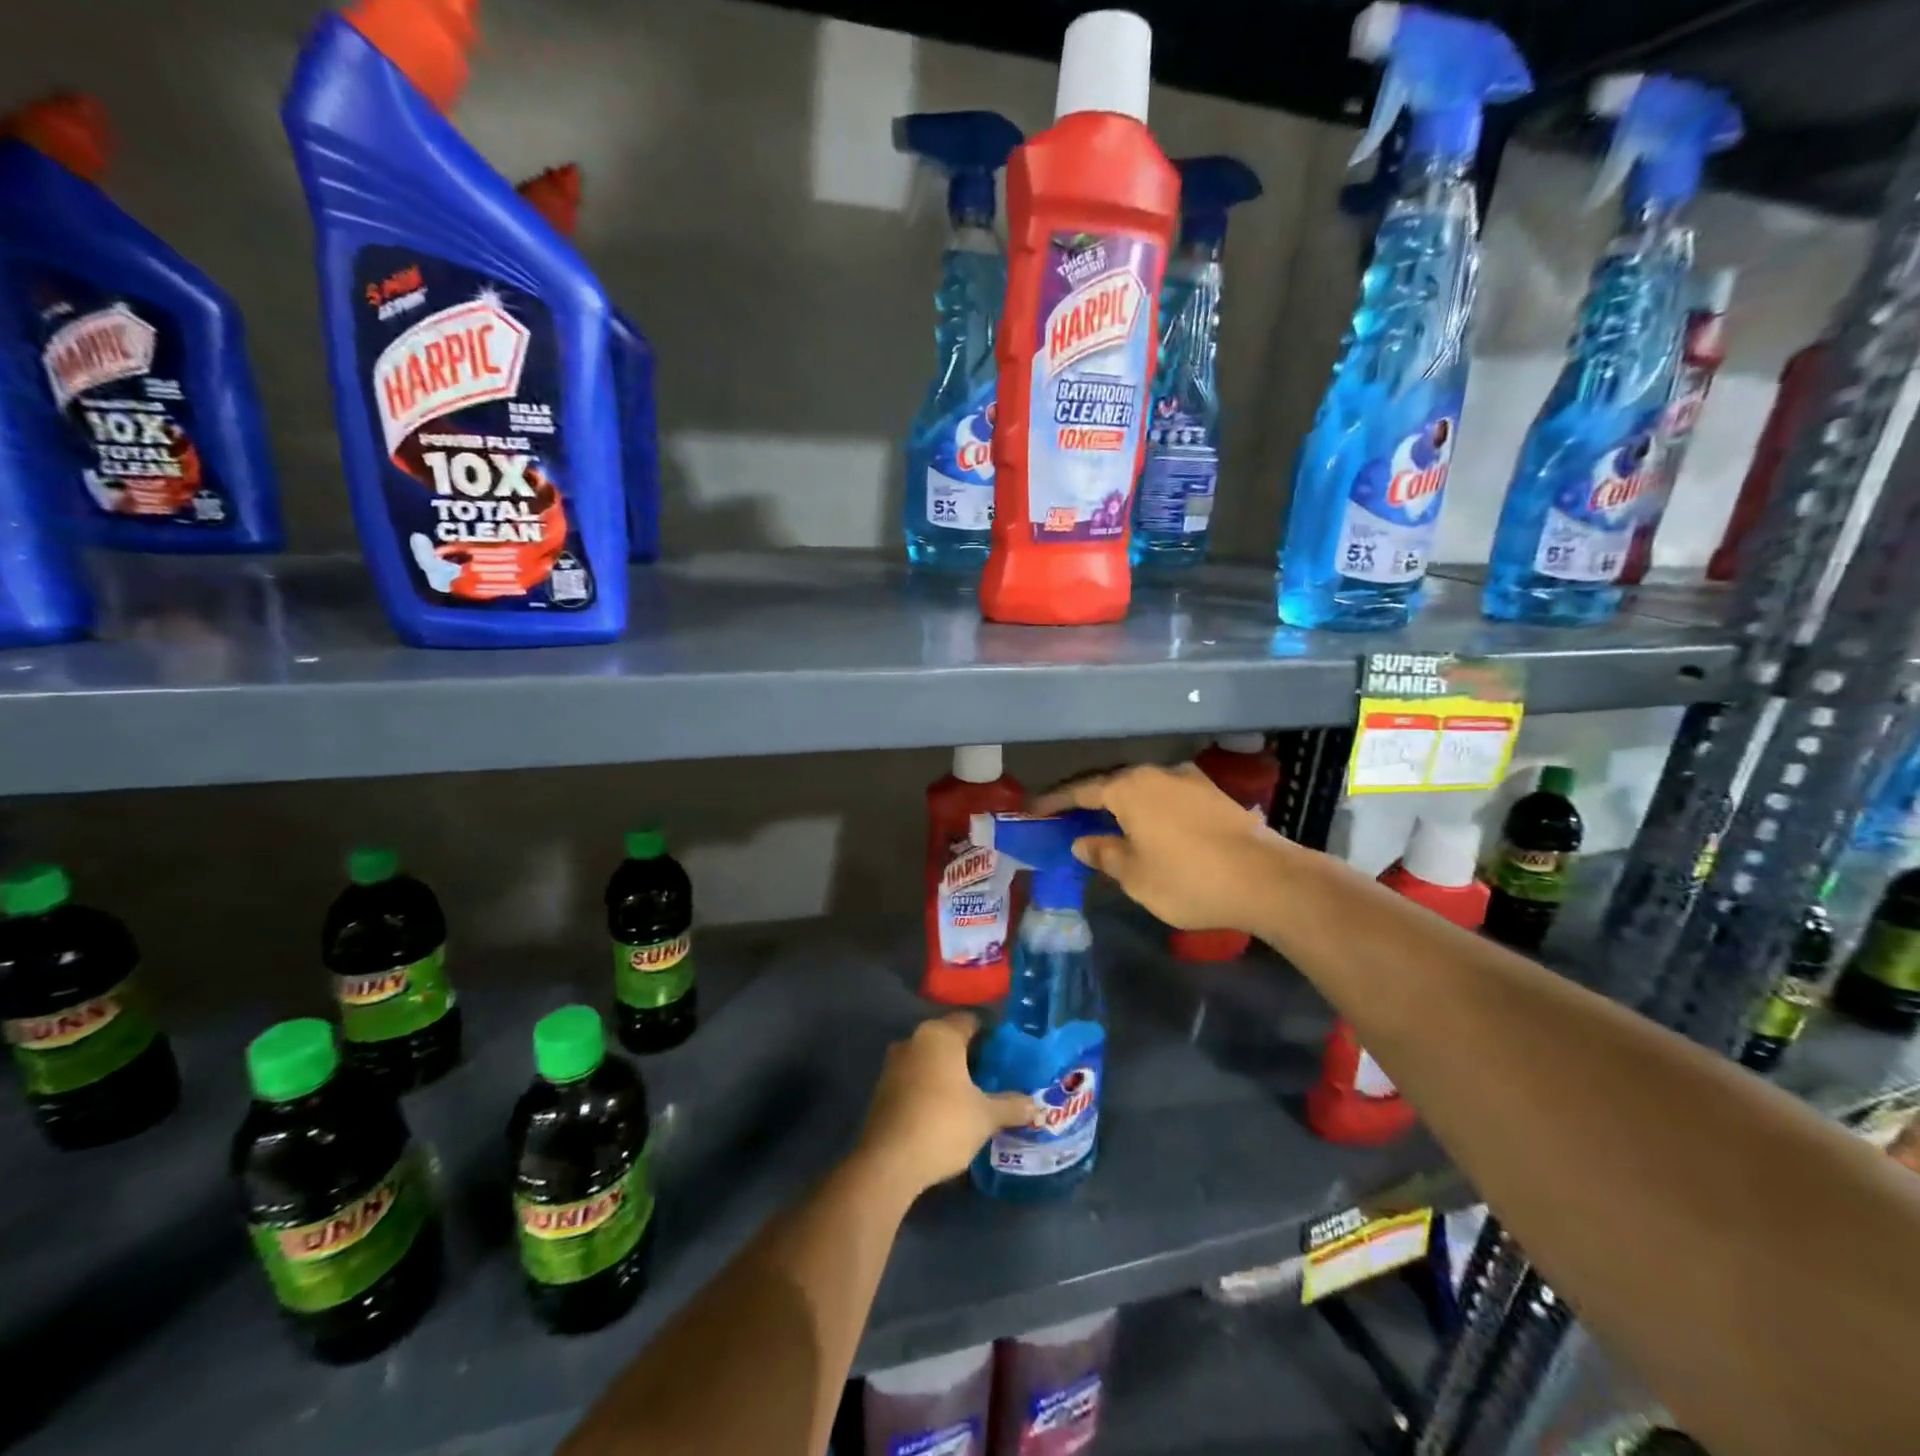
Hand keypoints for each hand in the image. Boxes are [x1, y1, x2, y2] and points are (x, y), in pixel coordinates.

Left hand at [858, 1013, 1031, 1195]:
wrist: (888, 1162)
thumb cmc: (942, 1125)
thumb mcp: (985, 1116)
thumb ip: (1012, 1105)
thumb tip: (1036, 1105)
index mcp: (940, 1035)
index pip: (971, 1021)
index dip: (992, 1035)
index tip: (1008, 1054)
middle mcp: (914, 1039)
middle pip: (950, 1039)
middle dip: (971, 1055)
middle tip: (995, 1076)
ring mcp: (894, 1063)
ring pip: (931, 1059)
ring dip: (950, 1072)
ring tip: (974, 1095)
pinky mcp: (883, 1088)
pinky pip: (915, 1077)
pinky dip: (931, 1086)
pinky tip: (947, 1110)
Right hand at [1034, 763, 1288, 933]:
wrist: (1267, 879)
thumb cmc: (1188, 878)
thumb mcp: (1136, 875)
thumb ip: (1105, 854)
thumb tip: (1084, 841)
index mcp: (1130, 788)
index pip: (1082, 790)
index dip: (1055, 801)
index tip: (1033, 808)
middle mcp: (1158, 773)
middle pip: (1113, 784)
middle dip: (1089, 801)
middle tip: (1068, 818)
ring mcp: (1190, 780)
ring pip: (1143, 790)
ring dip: (1122, 806)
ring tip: (1108, 824)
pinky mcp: (1214, 795)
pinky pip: (1167, 797)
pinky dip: (1150, 810)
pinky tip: (1149, 829)